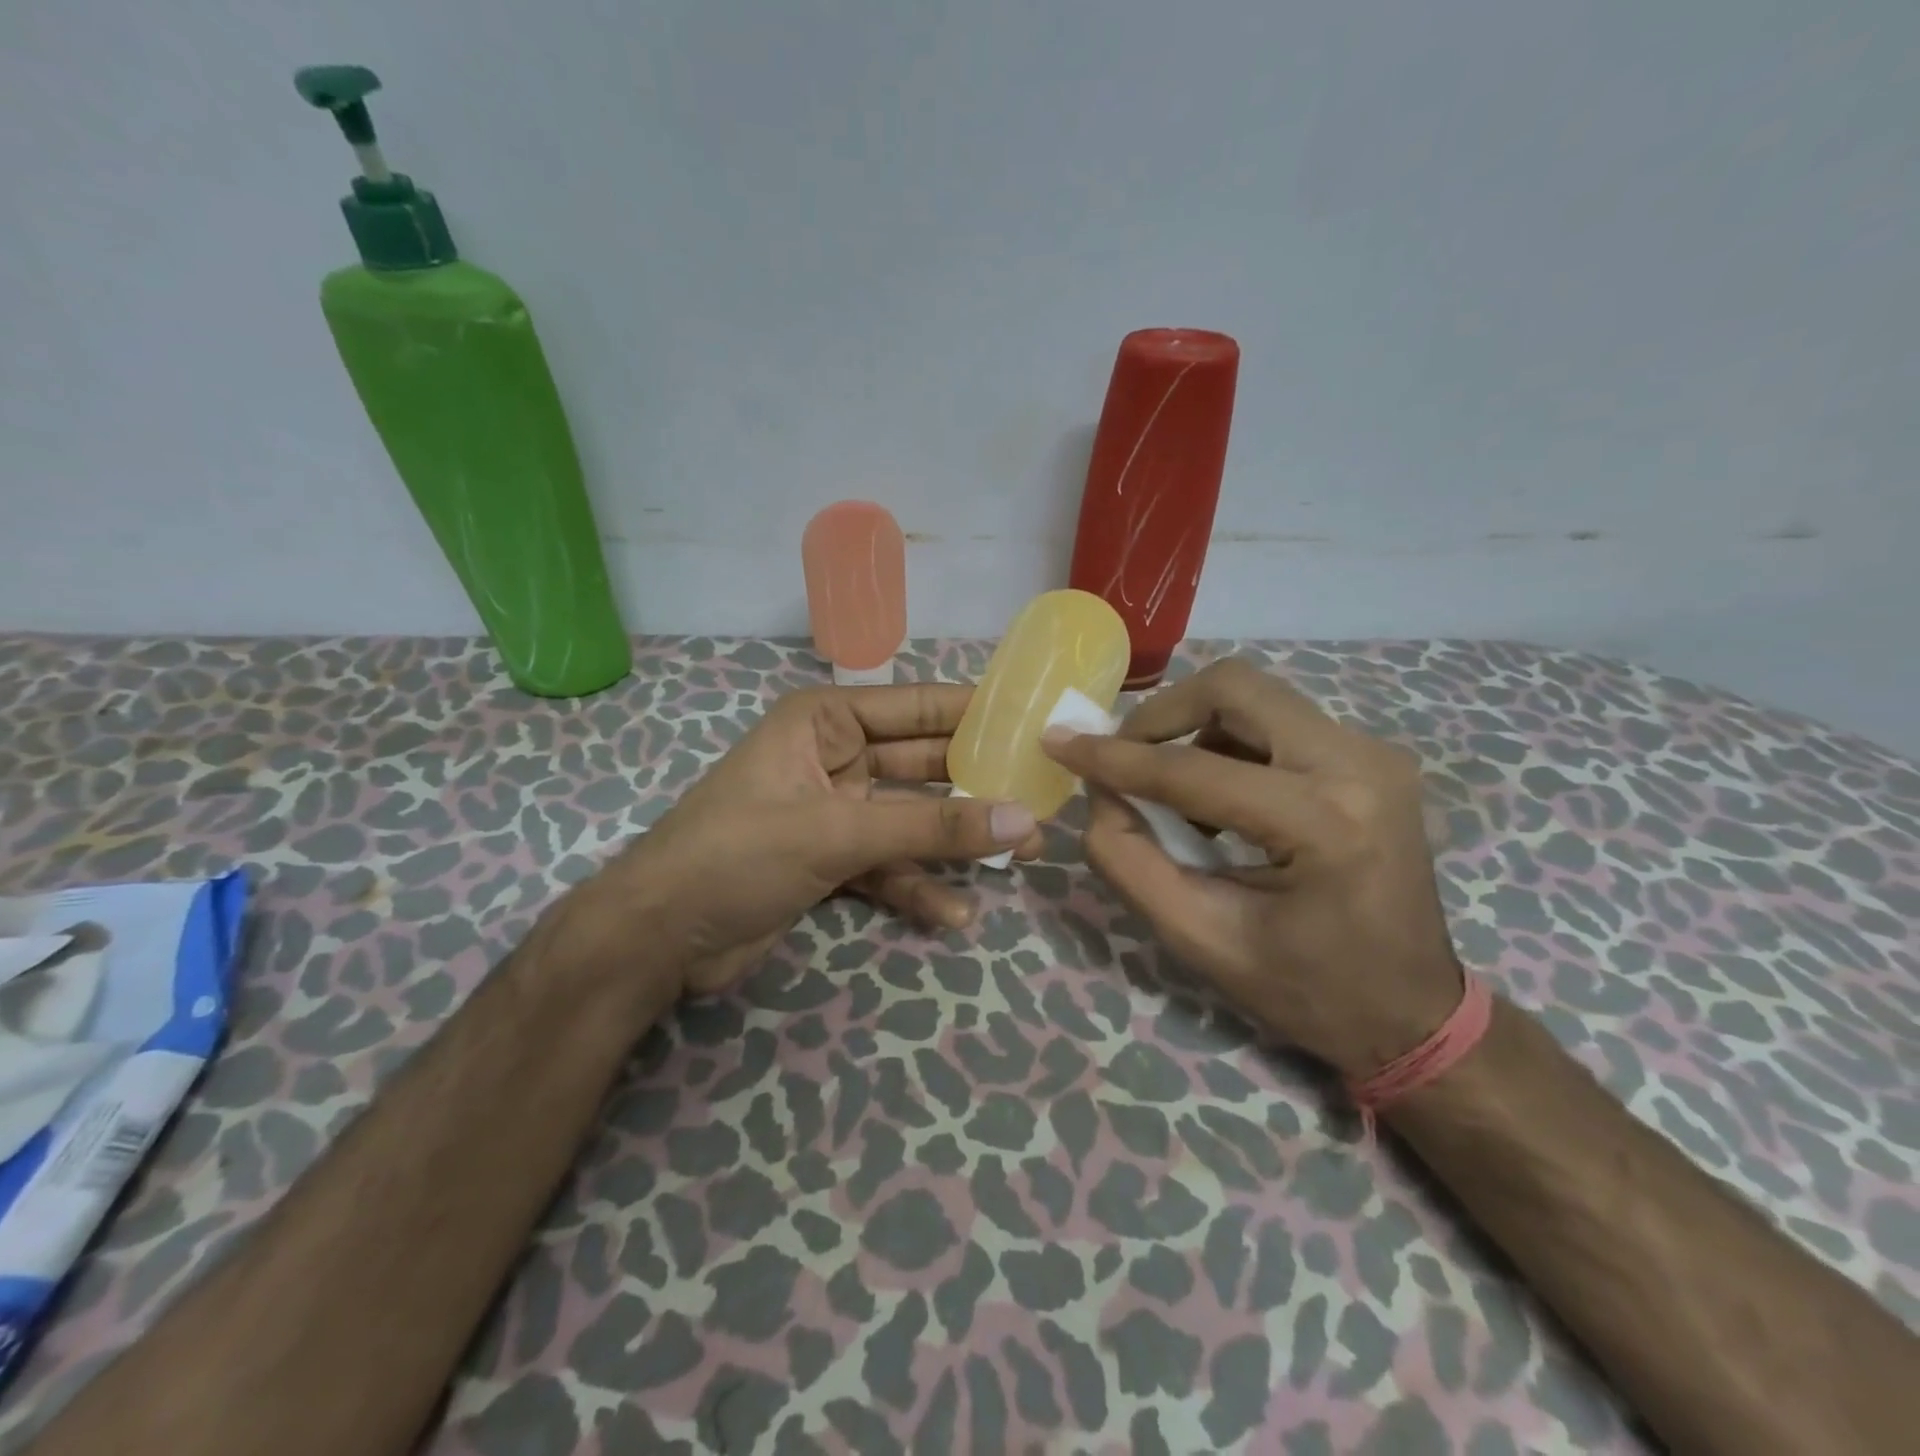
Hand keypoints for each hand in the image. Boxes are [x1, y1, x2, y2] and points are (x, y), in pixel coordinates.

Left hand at [567, 684, 1041, 1000]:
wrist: (657, 938)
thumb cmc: (738, 855)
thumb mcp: (838, 833)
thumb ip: (931, 827)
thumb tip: (1022, 820)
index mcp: (825, 722)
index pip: (916, 707)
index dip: (975, 713)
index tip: (1034, 722)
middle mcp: (834, 758)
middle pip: (921, 766)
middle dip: (976, 788)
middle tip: (1040, 802)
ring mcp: (833, 812)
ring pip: (910, 820)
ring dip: (956, 842)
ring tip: (1019, 860)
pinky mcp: (829, 861)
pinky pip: (887, 865)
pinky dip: (916, 886)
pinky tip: (954, 915)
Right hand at [1042, 658, 1461, 1078]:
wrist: (1413, 1013)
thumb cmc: (1307, 990)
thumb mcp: (1200, 938)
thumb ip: (1130, 861)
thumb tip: (1099, 794)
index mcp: (1324, 824)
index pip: (1194, 769)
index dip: (1115, 757)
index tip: (1059, 743)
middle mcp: (1358, 765)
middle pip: (1235, 689)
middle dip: (1161, 715)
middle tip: (1121, 756)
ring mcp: (1373, 754)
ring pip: (1255, 697)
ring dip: (1194, 728)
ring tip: (1170, 790)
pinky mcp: (1370, 756)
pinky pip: (1277, 720)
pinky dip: (1228, 743)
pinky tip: (1216, 797)